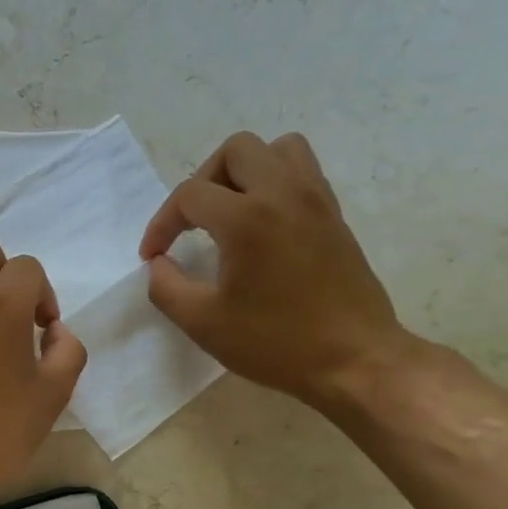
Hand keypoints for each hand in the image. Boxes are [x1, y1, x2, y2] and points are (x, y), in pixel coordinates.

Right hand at [140, 131, 411, 404]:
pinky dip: (274, 182)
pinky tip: (261, 224)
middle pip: (235, 150)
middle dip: (202, 181)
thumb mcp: (203, 323)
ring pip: (276, 149)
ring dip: (244, 172)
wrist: (354, 359)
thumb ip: (166, 287)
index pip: (189, 195)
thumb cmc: (275, 343)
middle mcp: (283, 194)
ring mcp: (315, 200)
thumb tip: (159, 263)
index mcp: (246, 219)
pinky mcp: (334, 214)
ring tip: (229, 212)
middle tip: (191, 223)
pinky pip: (302, 171)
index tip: (153, 257)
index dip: (161, 223)